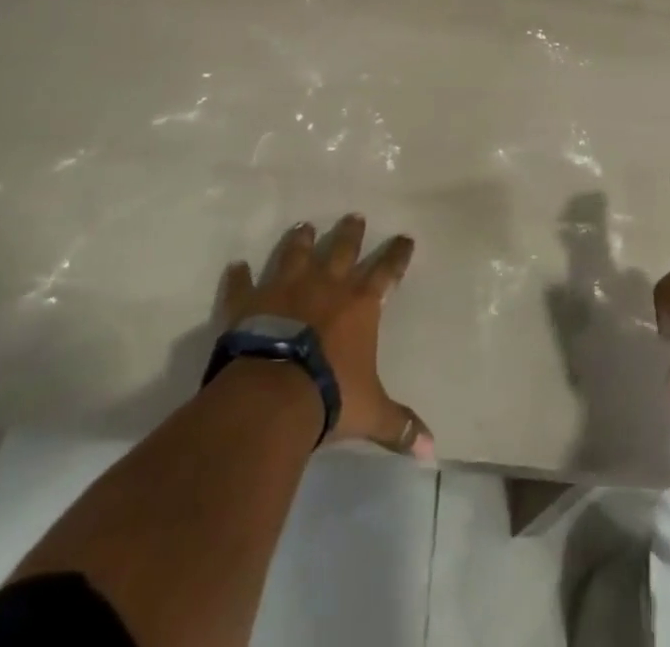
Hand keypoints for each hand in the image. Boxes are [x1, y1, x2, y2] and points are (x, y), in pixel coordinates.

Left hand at [220, 216, 433, 460]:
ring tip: (303, 226)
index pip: (387, 270)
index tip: (405, 238)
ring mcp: (286, 288)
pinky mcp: (250, 302)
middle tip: (354, 216)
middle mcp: (327, 285)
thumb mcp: (371, 414)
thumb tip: (433, 452)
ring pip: (296, 254)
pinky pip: (244, 284)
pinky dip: (239, 277)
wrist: (272, 396)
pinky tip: (236, 266)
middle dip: (350, 233)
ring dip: (301, 240)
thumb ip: (400, 426)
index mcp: (360, 304)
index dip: (397, 254)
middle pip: (342, 249)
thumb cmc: (330, 397)